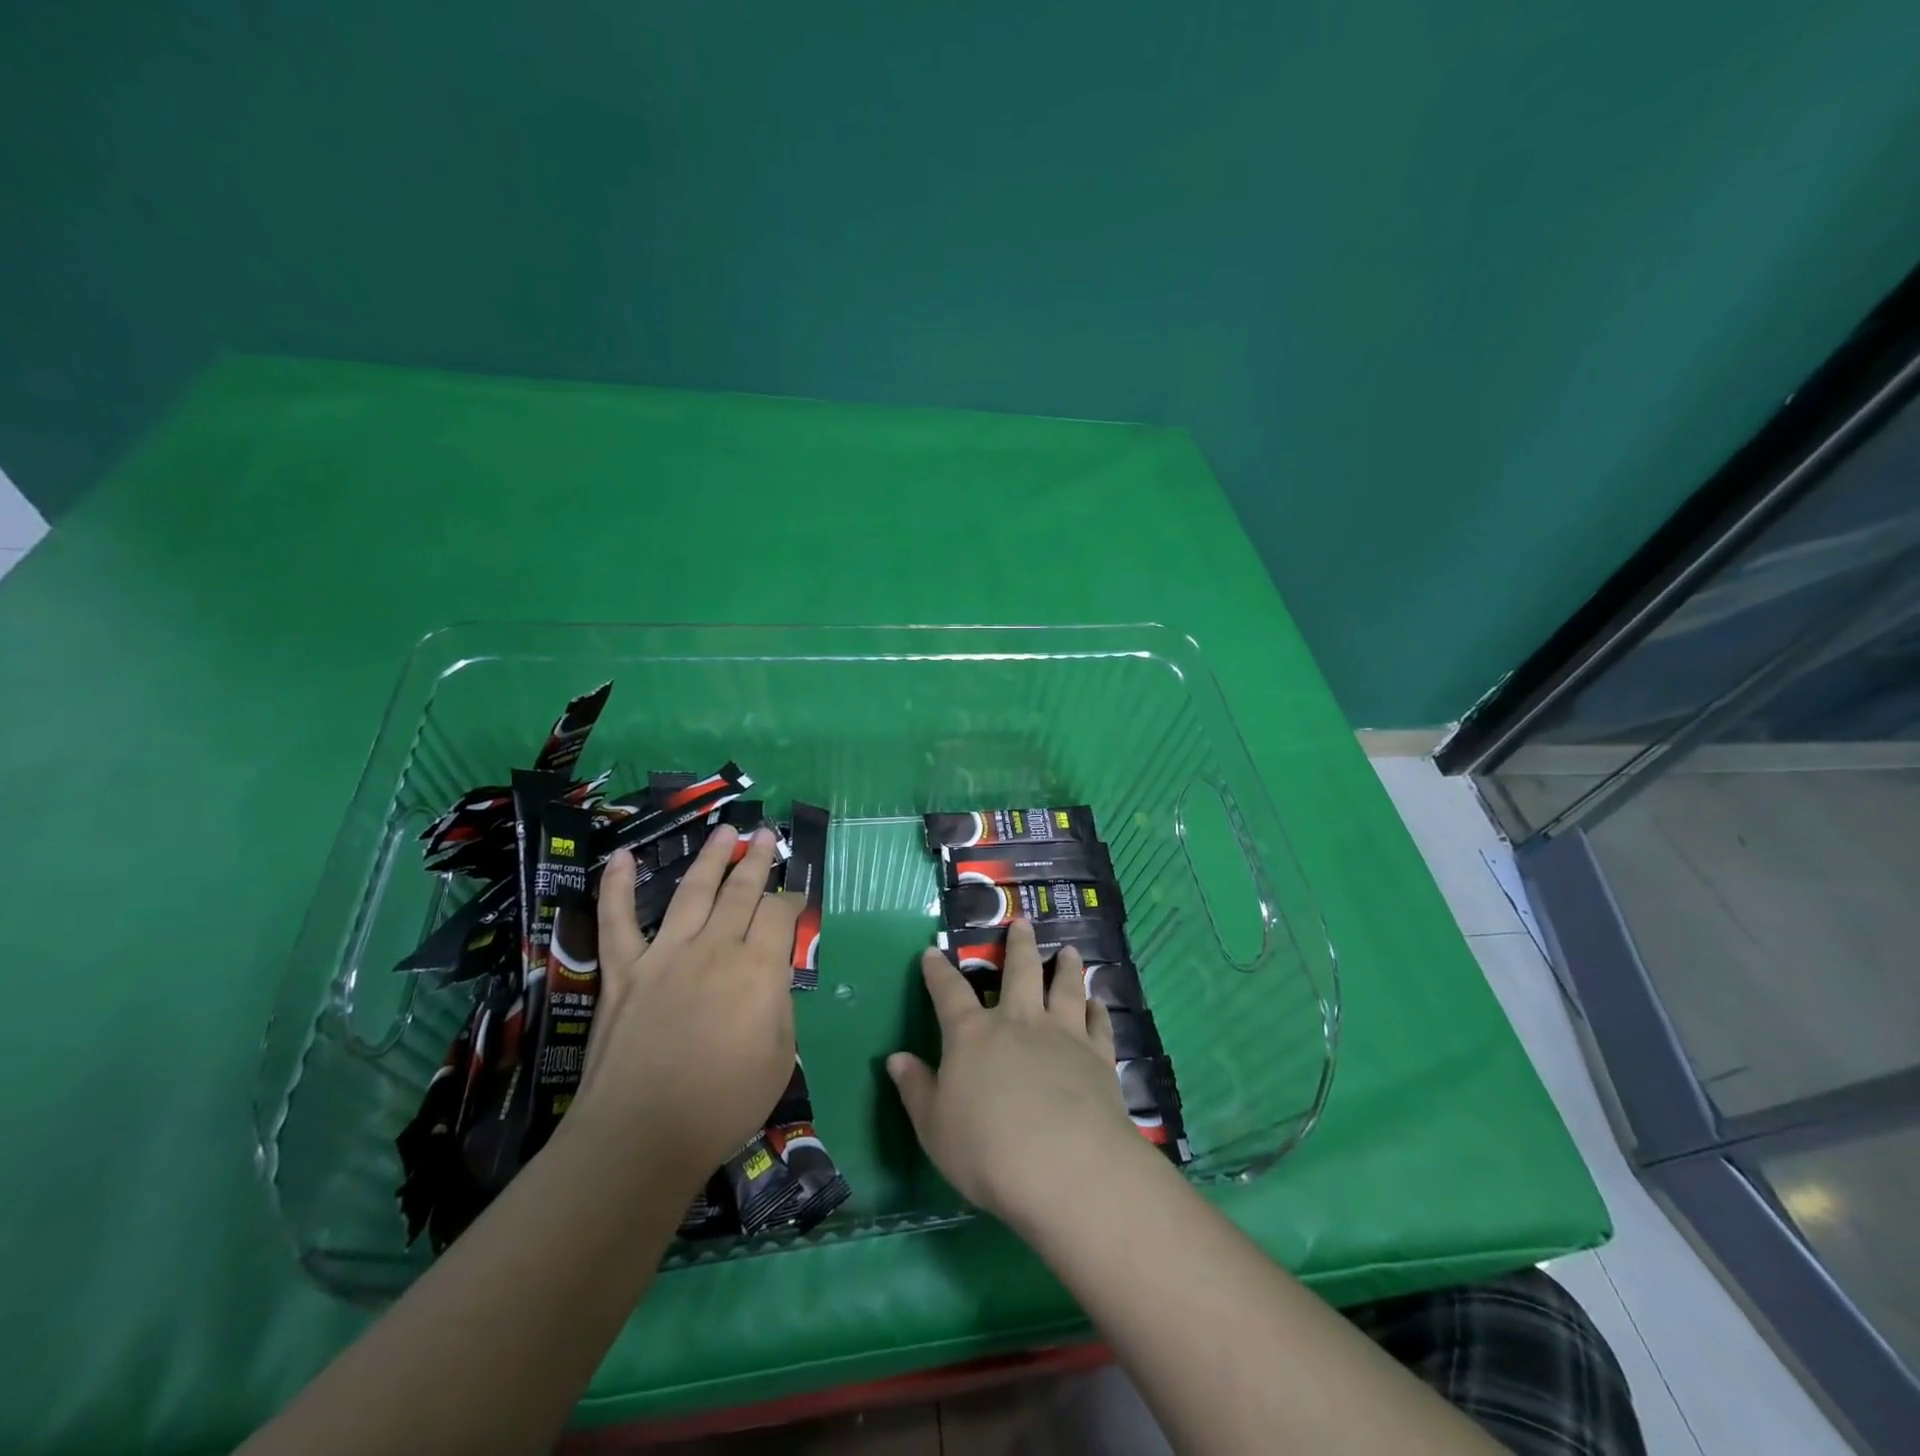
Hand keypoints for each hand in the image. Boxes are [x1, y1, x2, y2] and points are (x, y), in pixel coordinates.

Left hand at [572, 826, 800, 1185]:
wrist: (641, 1137)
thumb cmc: (723, 1104)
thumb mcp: (779, 1057)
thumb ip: (779, 1006)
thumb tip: (770, 977)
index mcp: (759, 968)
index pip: (780, 913)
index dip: (792, 899)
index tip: (796, 895)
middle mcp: (715, 947)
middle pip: (741, 890)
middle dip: (758, 859)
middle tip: (766, 834)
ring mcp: (665, 954)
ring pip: (692, 891)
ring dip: (710, 857)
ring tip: (724, 830)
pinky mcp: (623, 971)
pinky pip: (618, 920)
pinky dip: (617, 887)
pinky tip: (622, 857)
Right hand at [887, 920, 1143, 1229]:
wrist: (1065, 1167)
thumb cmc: (987, 1150)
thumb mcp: (934, 1128)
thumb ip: (916, 1090)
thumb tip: (896, 1058)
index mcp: (973, 1035)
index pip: (949, 992)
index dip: (938, 970)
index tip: (933, 951)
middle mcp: (1019, 1021)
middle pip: (1019, 970)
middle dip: (1018, 944)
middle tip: (1022, 922)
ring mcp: (1063, 1034)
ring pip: (1065, 987)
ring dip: (1066, 966)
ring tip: (1069, 950)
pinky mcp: (1098, 1056)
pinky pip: (1099, 1024)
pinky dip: (1098, 1010)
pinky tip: (1098, 1003)